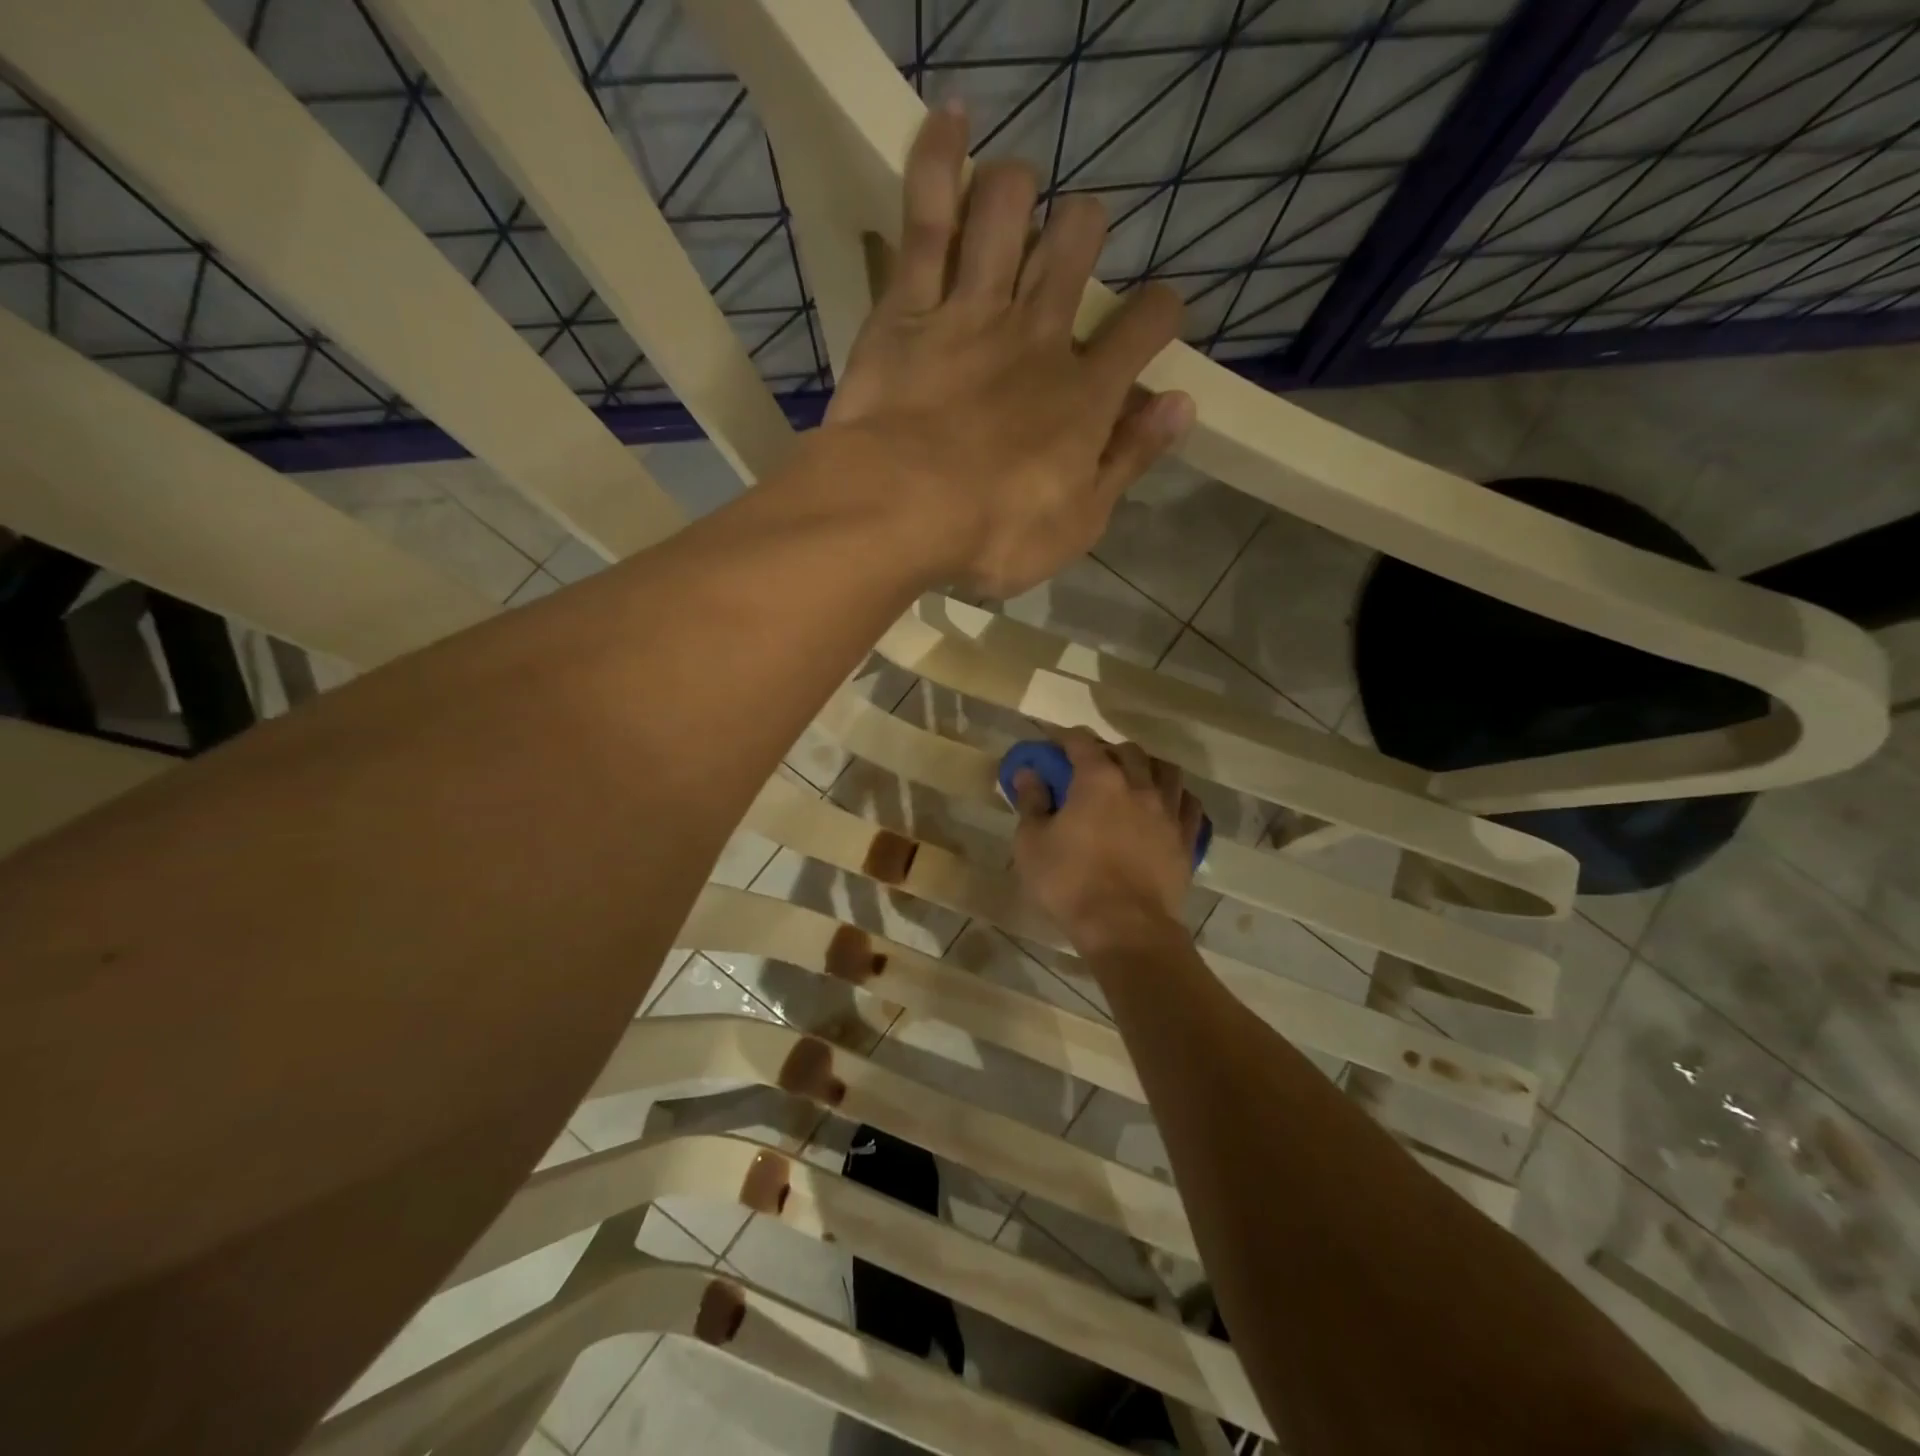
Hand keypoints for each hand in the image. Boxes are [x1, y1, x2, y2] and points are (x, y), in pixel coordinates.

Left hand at [826, 103, 1193, 596]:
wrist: (900, 512)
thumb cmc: (995, 535)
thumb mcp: (1079, 522)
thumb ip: (1129, 461)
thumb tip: (1181, 407)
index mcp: (1084, 396)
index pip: (1143, 331)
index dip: (1162, 314)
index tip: (1161, 313)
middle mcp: (1038, 336)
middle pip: (1076, 249)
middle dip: (1085, 232)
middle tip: (1079, 239)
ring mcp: (973, 311)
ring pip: (1009, 213)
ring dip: (1020, 190)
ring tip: (1019, 190)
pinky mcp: (909, 307)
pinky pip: (928, 217)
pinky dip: (940, 159)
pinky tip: (952, 118)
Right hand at [1011, 730, 1204, 952]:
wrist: (1126, 928)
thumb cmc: (1070, 883)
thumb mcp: (1032, 843)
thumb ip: (1031, 802)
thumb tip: (1028, 773)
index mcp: (1098, 780)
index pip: (1082, 742)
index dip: (1066, 739)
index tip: (1054, 744)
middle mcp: (1138, 785)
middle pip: (1128, 751)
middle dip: (1108, 751)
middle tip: (1092, 766)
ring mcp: (1168, 811)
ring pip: (1166, 770)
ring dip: (1147, 767)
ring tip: (1134, 780)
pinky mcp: (1187, 838)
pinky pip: (1189, 804)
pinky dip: (1176, 797)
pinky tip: (1166, 806)